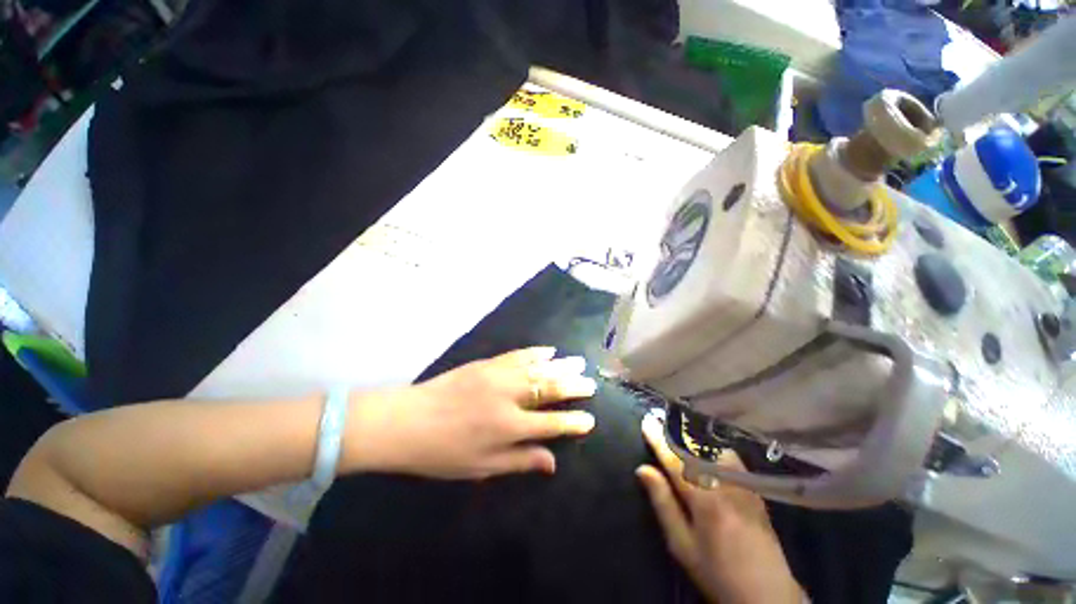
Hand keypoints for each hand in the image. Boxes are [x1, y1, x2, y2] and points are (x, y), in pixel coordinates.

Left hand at [347, 347, 596, 479]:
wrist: (407, 420)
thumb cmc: (443, 452)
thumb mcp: (482, 467)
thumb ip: (520, 461)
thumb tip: (553, 462)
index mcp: (508, 427)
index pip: (551, 424)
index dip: (573, 423)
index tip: (590, 420)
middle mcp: (509, 398)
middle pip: (549, 389)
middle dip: (573, 387)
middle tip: (590, 383)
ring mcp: (498, 376)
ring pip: (537, 368)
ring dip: (560, 365)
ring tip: (579, 362)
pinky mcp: (487, 363)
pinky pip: (518, 354)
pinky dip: (536, 352)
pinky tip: (549, 350)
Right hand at [636, 413, 803, 603]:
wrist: (767, 593)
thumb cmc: (716, 572)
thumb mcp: (682, 545)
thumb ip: (663, 504)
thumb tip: (643, 469)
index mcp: (704, 499)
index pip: (675, 460)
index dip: (659, 439)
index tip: (647, 421)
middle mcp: (725, 485)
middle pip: (696, 449)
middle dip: (674, 432)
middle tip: (660, 419)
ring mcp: (743, 485)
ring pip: (715, 449)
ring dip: (695, 439)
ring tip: (680, 433)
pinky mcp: (754, 490)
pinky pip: (731, 459)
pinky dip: (714, 449)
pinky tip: (708, 451)